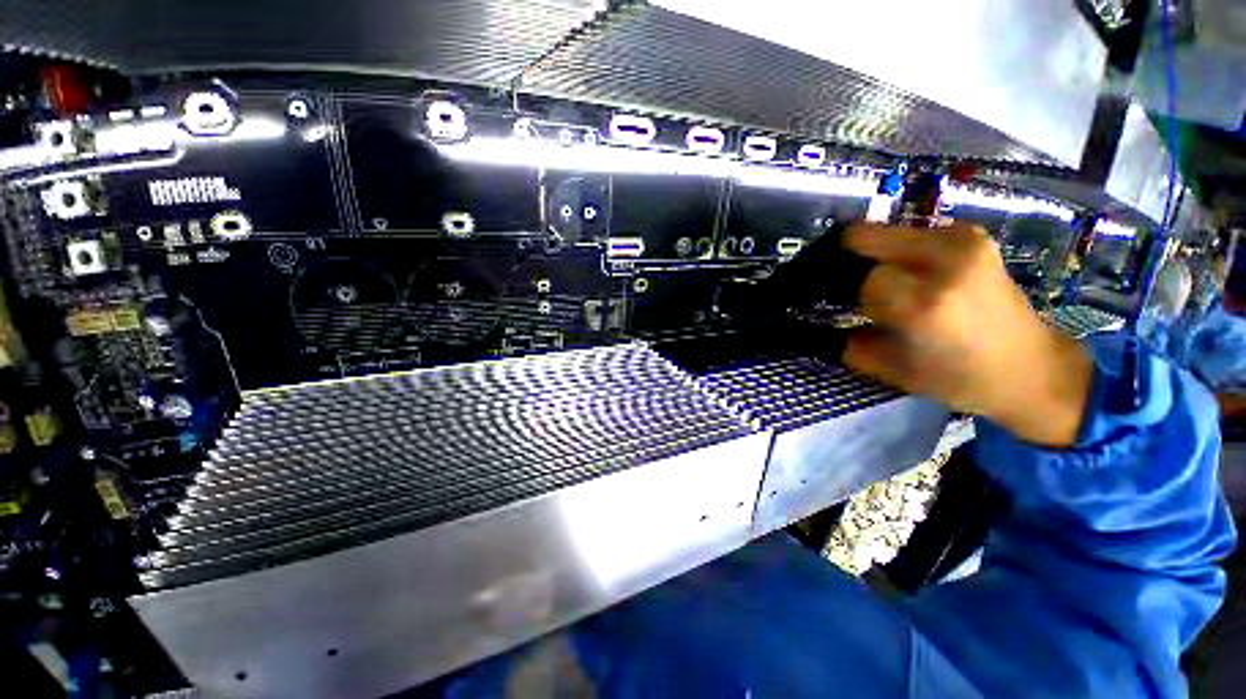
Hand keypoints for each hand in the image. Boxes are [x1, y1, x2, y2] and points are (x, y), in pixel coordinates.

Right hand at [843, 223, 1093, 446]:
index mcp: (924, 302)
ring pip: (885, 232)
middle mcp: (945, 260)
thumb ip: (846, 342)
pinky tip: (905, 274)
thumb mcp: (889, 369)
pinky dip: (894, 251)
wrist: (1030, 367)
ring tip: (879, 282)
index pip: (860, 279)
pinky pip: (910, 234)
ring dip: (871, 255)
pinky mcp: (971, 235)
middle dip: (848, 260)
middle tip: (846, 283)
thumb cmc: (958, 378)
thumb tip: (817, 325)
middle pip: (865, 238)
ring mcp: (963, 240)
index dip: (849, 293)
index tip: (847, 307)